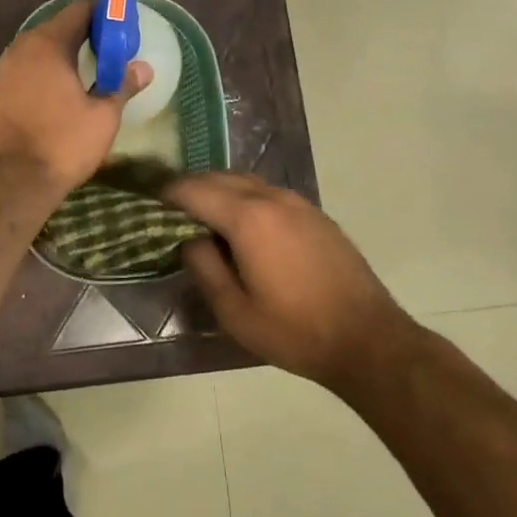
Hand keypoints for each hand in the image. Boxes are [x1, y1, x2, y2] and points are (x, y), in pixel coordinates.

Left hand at [0, 1, 151, 193]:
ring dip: (63, 55)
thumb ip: (123, 85)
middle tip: (110, 54)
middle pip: (57, 27)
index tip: (122, 30)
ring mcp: (3, 69)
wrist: (10, 182)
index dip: (104, 15)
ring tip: (88, 74)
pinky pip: (25, 69)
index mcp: (48, 44)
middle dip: (85, 35)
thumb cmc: (62, 144)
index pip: (79, 10)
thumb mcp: (103, 116)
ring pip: (39, 49)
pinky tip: (59, 93)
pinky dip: (44, 72)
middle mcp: (21, 48)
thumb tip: (143, 68)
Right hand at [169, 173, 418, 393]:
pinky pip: (268, 193)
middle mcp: (271, 198)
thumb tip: (189, 239)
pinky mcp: (315, 214)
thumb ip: (204, 267)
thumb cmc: (295, 331)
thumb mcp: (234, 311)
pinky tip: (243, 227)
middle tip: (169, 210)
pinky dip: (245, 198)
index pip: (194, 190)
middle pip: (219, 177)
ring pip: (245, 181)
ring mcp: (298, 203)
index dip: (166, 193)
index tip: (147, 202)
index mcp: (247, 218)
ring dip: (219, 190)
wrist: (369, 340)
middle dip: (190, 188)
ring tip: (202, 217)